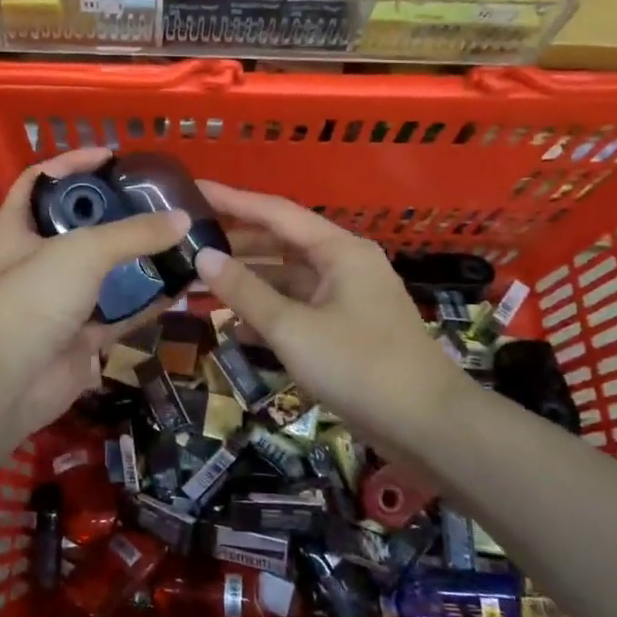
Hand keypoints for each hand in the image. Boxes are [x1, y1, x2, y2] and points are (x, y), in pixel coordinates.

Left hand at [0, 148, 187, 439]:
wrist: (9, 383)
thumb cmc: (33, 298)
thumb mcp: (83, 252)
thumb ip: (133, 233)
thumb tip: (182, 219)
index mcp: (18, 227)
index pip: (41, 179)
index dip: (72, 163)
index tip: (112, 157)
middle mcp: (36, 259)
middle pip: (79, 225)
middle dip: (115, 213)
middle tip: (157, 201)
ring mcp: (59, 299)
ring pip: (104, 271)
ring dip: (138, 259)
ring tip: (177, 238)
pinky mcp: (80, 333)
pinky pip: (121, 311)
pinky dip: (148, 301)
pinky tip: (181, 285)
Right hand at [192, 182, 464, 446]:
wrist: (428, 426)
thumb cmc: (359, 366)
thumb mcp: (292, 328)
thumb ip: (245, 291)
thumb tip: (203, 256)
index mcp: (339, 250)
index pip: (275, 212)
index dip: (231, 200)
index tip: (193, 189)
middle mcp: (345, 264)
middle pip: (281, 243)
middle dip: (236, 245)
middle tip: (188, 244)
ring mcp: (348, 297)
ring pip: (288, 278)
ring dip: (249, 282)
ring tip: (200, 283)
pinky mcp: (347, 328)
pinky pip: (299, 307)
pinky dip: (269, 311)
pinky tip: (234, 324)